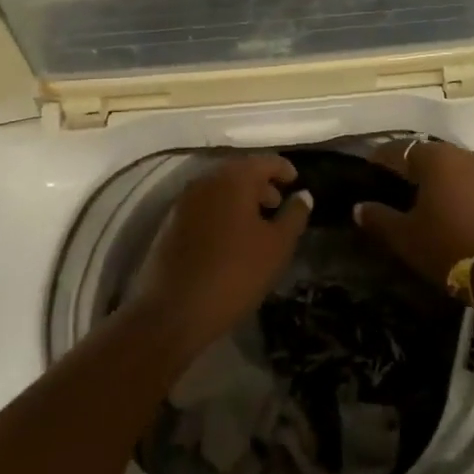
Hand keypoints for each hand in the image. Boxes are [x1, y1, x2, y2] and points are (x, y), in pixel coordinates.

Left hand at [127, 154, 311, 359]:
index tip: (296, 182)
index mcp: (234, 179)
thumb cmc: (234, 274)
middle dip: (261, 184)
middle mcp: (206, 181)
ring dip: (240, 199)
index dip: (283, 169)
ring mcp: (184, 201)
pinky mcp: (171, 223)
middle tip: (278, 204)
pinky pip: (204, 206)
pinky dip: (221, 212)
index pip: (265, 161)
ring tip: (257, 224)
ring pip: (220, 189)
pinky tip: (230, 238)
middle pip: (239, 172)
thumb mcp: (277, 247)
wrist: (173, 311)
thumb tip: (303, 195)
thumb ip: (294, 216)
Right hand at [353, 139, 473, 286]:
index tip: (368, 169)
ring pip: (451, 165)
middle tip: (393, 182)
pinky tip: (448, 204)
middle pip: (428, 153)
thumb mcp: (404, 236)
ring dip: (435, 175)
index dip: (380, 158)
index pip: (399, 149)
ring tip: (420, 194)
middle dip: (409, 165)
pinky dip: (455, 186)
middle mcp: (461, 155)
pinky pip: (470, 179)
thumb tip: (359, 208)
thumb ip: (378, 218)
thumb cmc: (446, 246)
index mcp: (435, 158)